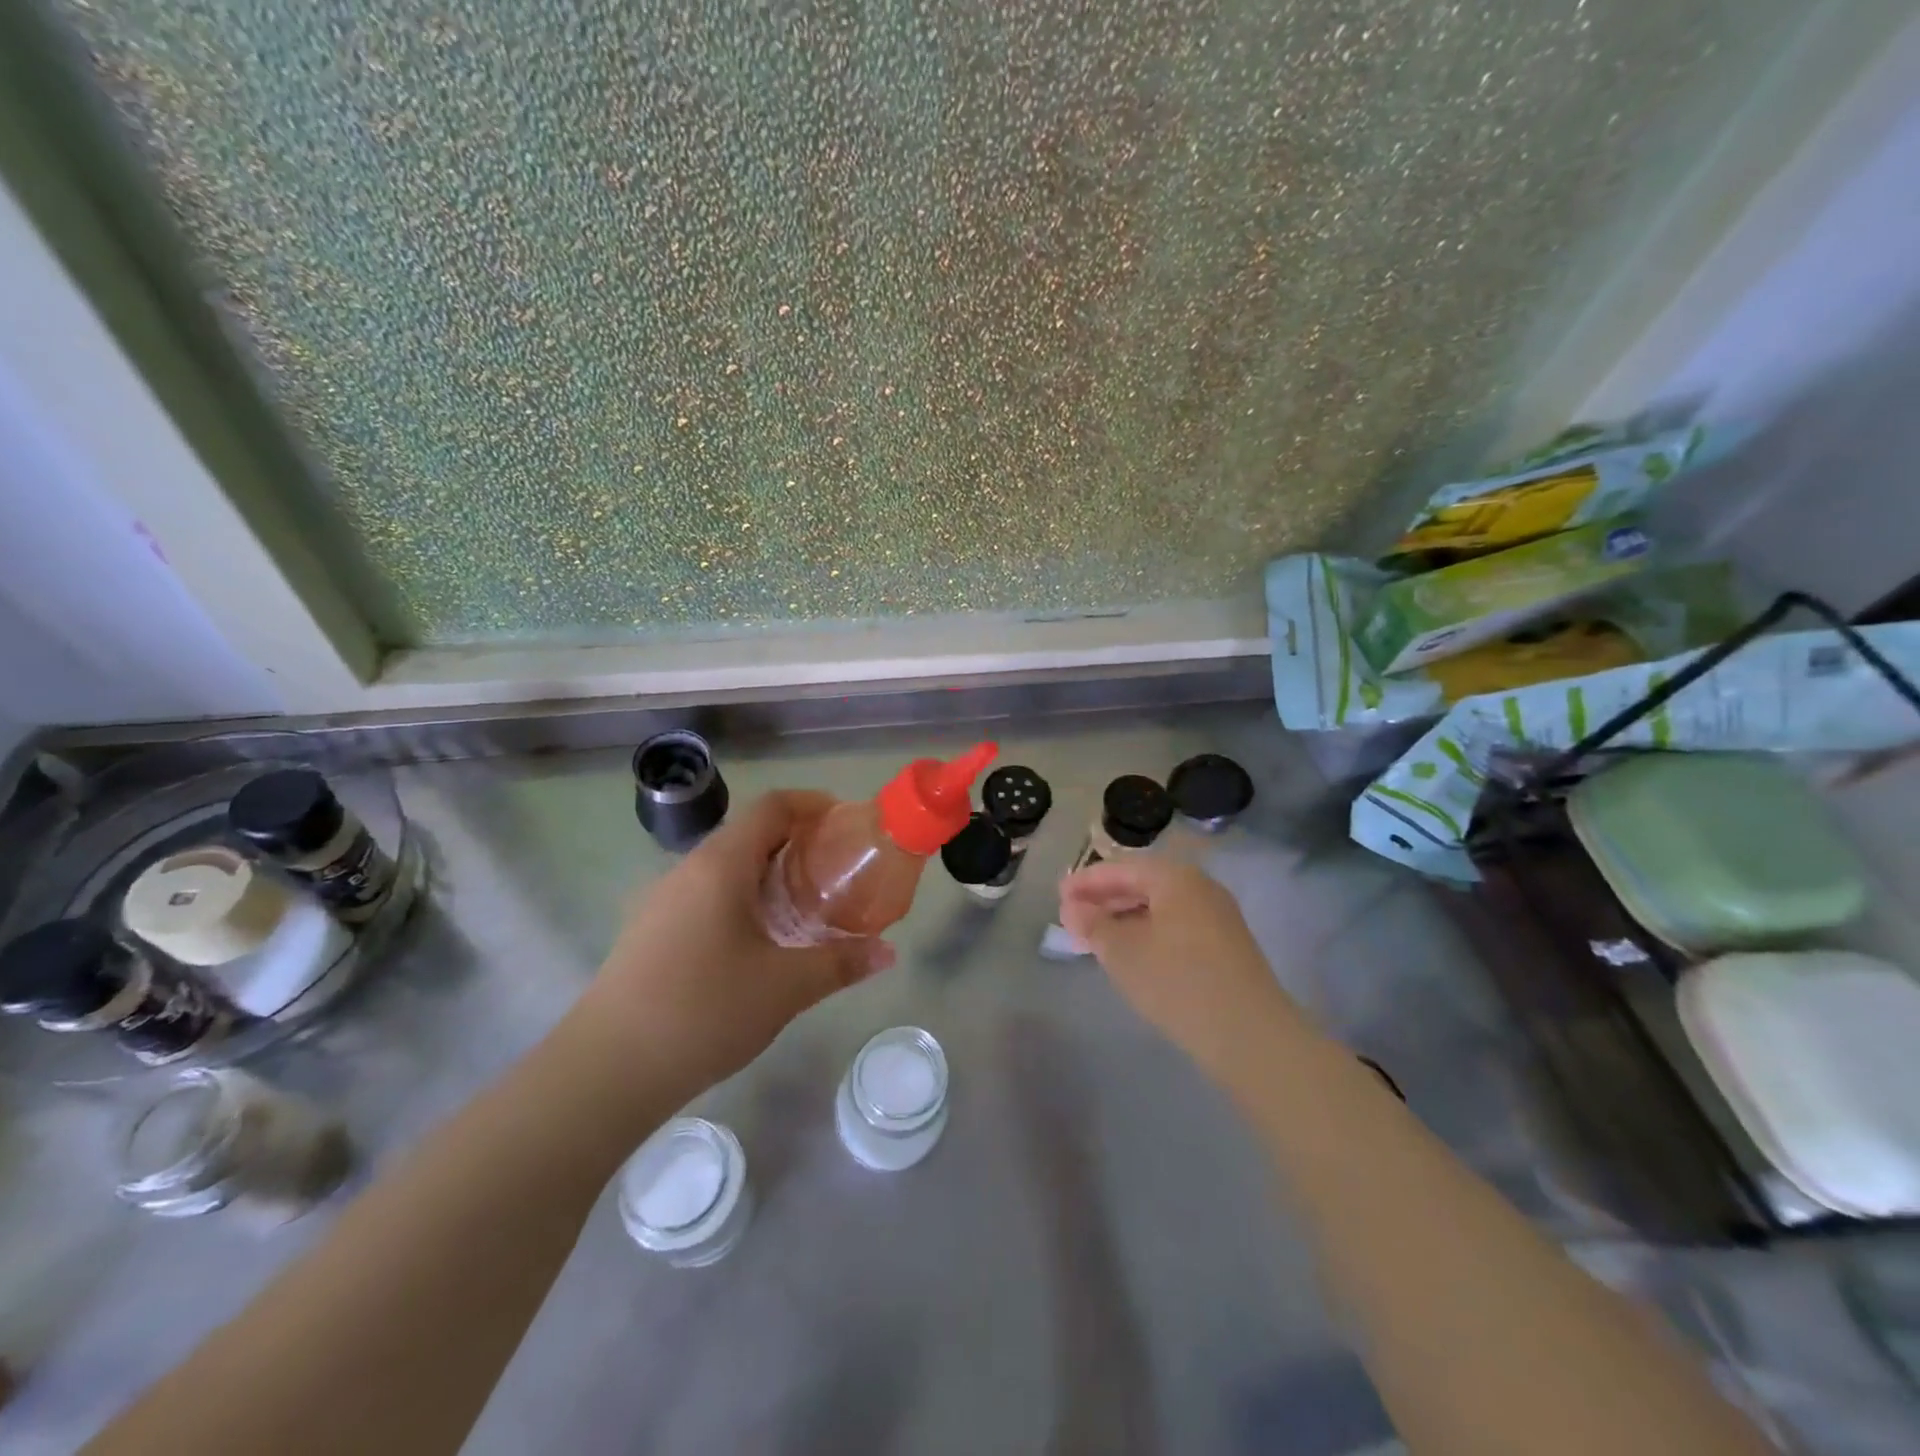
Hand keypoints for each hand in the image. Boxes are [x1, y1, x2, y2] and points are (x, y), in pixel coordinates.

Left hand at [576, 791, 894, 1098]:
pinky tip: (759, 940)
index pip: (772, 806)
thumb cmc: (704, 1011)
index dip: (812, 804)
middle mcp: (688, 870)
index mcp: (721, 865)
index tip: (846, 822)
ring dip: (768, 872)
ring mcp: (662, 900)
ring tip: (805, 904)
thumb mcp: (785, 987)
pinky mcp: (650, 931)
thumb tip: (887, 953)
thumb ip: (840, 963)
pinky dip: (742, 897)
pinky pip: (706, 894)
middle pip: (749, 833)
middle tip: (836, 869)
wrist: (605, 1070)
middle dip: (796, 841)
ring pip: (726, 866)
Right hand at [1059, 856, 1307, 1080]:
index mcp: (1175, 878)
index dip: (1086, 881)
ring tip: (1094, 938)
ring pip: (1159, 908)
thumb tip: (1072, 908)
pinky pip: (1175, 927)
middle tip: (1071, 917)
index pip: (1122, 868)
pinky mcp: (1226, 947)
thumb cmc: (1177, 981)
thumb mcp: (1122, 951)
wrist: (1249, 1034)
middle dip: (1104, 900)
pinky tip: (1131, 954)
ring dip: (1124, 919)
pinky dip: (1147, 933)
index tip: (1058, 895)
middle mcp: (1200, 888)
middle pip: (1142, 884)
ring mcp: (1218, 917)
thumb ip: (1092, 924)